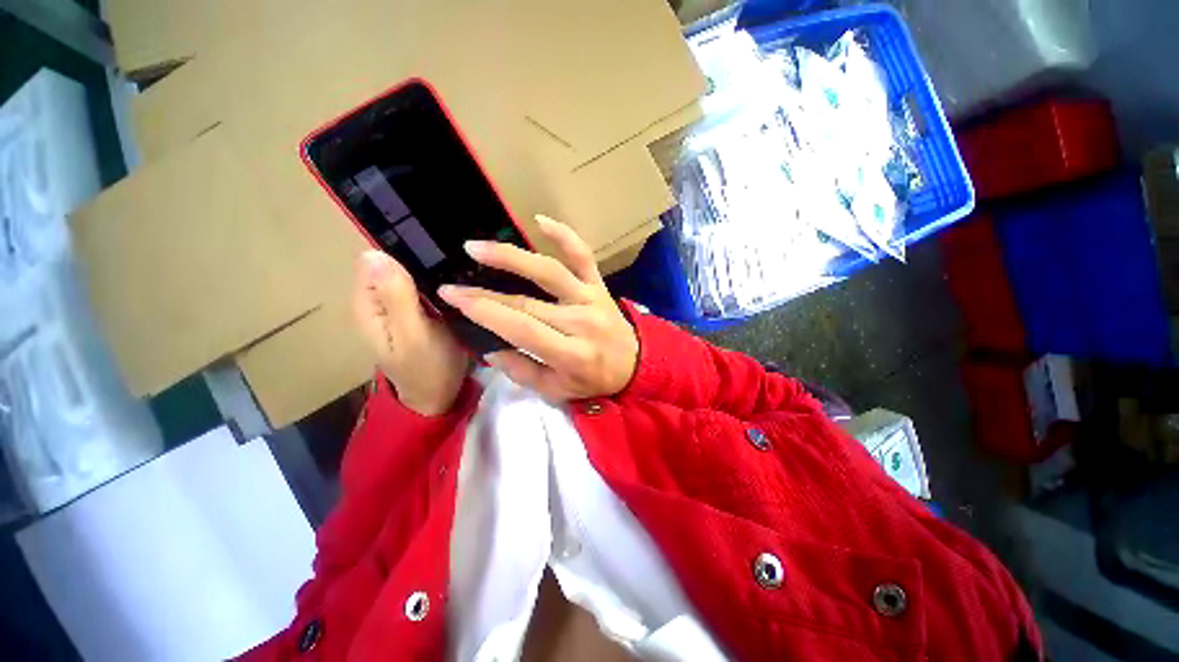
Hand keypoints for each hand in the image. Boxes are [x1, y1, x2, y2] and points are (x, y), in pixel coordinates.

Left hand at [352, 250, 470, 415]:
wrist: (439, 396)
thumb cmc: (427, 368)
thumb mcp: (413, 334)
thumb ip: (396, 297)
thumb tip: (373, 253)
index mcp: (369, 304)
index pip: (376, 258)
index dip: (403, 251)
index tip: (436, 253)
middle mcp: (379, 300)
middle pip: (395, 263)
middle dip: (422, 260)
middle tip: (453, 266)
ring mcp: (399, 306)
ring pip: (412, 274)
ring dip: (433, 271)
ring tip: (459, 272)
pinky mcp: (417, 311)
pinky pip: (425, 287)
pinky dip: (438, 283)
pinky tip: (456, 284)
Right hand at [437, 215, 638, 400]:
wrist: (634, 364)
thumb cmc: (593, 380)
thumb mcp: (557, 391)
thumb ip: (523, 372)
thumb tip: (491, 350)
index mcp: (570, 354)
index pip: (522, 328)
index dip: (486, 312)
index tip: (454, 298)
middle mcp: (581, 322)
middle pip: (527, 302)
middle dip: (486, 293)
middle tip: (454, 283)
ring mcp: (591, 298)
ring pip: (550, 272)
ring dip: (512, 257)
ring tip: (477, 248)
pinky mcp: (599, 285)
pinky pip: (583, 256)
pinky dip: (564, 235)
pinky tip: (540, 220)